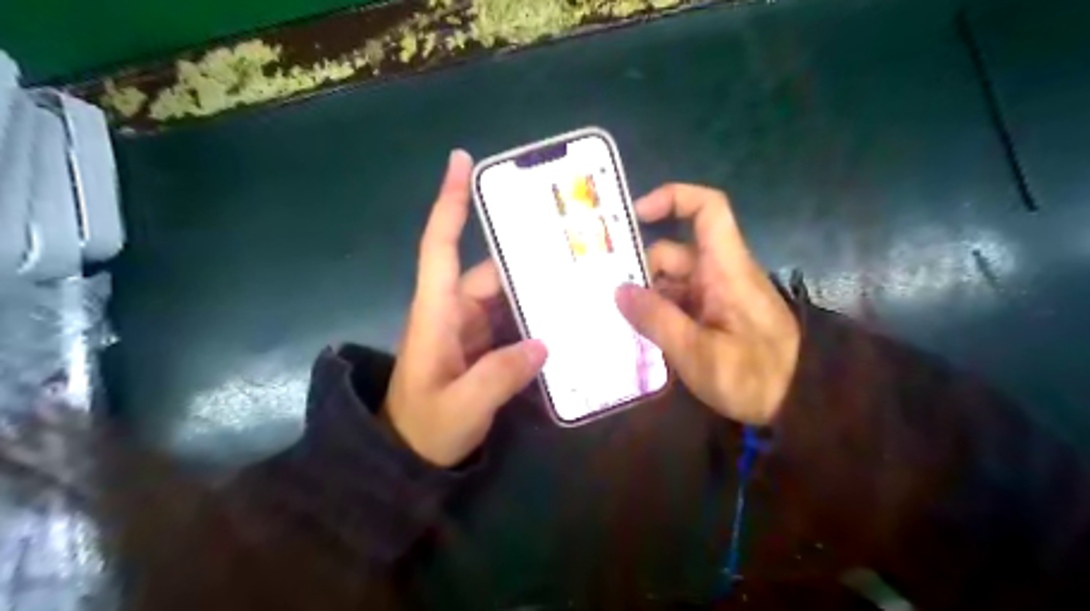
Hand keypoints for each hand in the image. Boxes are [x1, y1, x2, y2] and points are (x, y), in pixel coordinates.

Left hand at [386, 150, 549, 464]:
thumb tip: (543, 342)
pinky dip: (536, 320)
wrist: (408, 459)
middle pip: (492, 272)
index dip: (449, 202)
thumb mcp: (460, 408)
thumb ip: (499, 377)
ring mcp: (469, 329)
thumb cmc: (424, 429)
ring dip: (538, 292)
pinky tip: (566, 323)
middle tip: (577, 251)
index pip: (438, 245)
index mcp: (436, 313)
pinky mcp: (483, 347)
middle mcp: (453, 311)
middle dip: (529, 261)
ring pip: (507, 297)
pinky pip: (512, 322)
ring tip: (582, 287)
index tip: (462, 161)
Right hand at [612, 187, 797, 424]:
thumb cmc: (754, 377)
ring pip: (672, 281)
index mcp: (725, 269)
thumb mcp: (698, 353)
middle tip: (604, 295)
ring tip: (614, 320)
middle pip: (674, 252)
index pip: (707, 209)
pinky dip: (658, 312)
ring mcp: (717, 296)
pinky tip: (637, 334)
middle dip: (639, 269)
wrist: (800, 405)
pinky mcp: (715, 316)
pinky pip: (679, 302)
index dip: (672, 198)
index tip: (635, 214)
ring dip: (645, 296)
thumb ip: (656, 320)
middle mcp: (720, 274)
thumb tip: (619, 290)